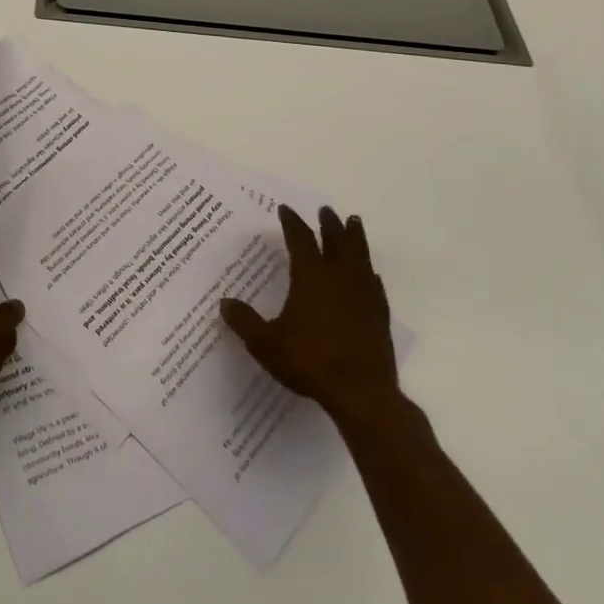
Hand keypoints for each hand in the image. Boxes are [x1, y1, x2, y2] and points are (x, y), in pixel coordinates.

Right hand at [221, 204, 398, 420]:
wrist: (361, 393)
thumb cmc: (310, 362)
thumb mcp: (266, 344)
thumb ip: (245, 322)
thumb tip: (224, 303)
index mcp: (310, 278)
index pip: (301, 240)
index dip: (292, 223)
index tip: (286, 210)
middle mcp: (338, 278)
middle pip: (336, 241)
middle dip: (329, 224)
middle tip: (326, 210)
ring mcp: (363, 296)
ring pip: (360, 257)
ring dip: (356, 238)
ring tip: (354, 223)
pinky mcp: (379, 316)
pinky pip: (375, 285)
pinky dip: (370, 273)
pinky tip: (370, 274)